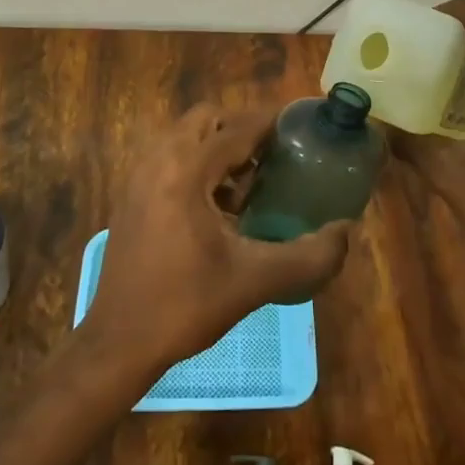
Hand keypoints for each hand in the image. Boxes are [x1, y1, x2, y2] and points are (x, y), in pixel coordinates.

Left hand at [86, 104, 351, 373]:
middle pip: (207, 120)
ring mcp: (139, 176)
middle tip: (272, 161)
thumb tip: (346, 231)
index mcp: (186, 170)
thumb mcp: (255, 281)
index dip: (272, 124)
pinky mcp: (130, 196)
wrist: (118, 344)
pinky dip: (197, 166)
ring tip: (248, 188)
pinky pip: (170, 159)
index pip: (238, 129)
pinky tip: (218, 210)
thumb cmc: (185, 306)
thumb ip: (309, 256)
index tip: (302, 128)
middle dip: (242, 132)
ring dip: (218, 149)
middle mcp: (158, 160)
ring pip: (186, 138)